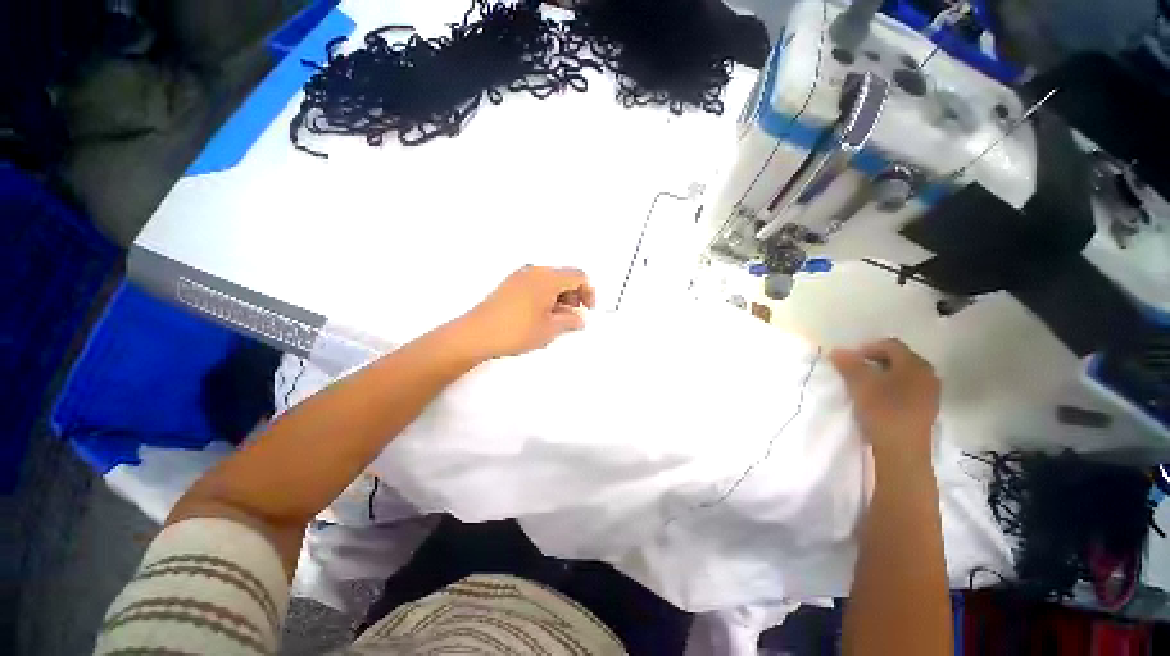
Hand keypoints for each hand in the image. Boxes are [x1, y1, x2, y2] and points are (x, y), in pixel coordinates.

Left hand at [458, 265, 595, 358]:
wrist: (476, 334)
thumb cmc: (516, 331)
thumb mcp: (549, 329)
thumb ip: (570, 321)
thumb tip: (579, 319)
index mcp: (547, 278)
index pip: (578, 276)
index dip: (588, 292)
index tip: (587, 310)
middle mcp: (534, 271)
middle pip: (564, 276)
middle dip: (574, 295)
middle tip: (572, 317)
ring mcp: (520, 276)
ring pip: (550, 280)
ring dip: (559, 296)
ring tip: (556, 319)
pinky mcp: (509, 284)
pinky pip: (536, 284)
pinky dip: (545, 296)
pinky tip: (540, 315)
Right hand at [829, 339, 939, 464]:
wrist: (903, 450)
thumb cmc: (883, 410)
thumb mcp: (860, 384)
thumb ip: (849, 364)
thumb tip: (837, 350)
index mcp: (915, 364)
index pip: (890, 345)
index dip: (866, 348)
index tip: (848, 360)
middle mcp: (928, 374)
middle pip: (898, 359)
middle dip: (874, 362)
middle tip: (854, 372)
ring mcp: (930, 393)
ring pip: (903, 375)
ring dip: (882, 376)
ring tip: (864, 387)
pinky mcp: (927, 409)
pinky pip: (908, 389)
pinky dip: (891, 389)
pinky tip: (878, 400)